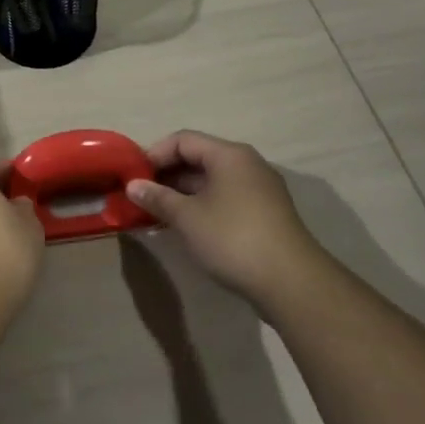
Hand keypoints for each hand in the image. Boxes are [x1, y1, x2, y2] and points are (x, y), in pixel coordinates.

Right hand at [127, 131, 321, 310]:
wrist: (292, 283)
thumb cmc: (233, 238)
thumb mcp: (187, 217)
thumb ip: (158, 198)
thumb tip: (133, 186)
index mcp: (229, 155)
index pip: (183, 140)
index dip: (155, 154)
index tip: (134, 176)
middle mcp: (247, 164)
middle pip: (199, 158)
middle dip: (167, 175)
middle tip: (142, 195)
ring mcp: (260, 190)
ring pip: (212, 181)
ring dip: (183, 194)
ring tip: (157, 213)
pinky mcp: (266, 214)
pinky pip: (225, 198)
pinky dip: (202, 206)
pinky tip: (185, 226)